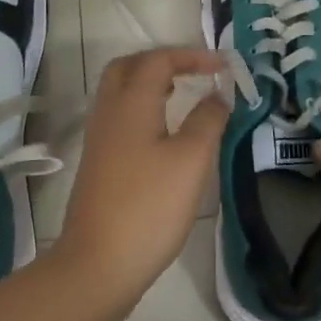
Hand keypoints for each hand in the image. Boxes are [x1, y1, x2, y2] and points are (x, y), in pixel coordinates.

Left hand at [53, 48, 228, 305]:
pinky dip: (142, 107)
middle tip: (192, 73)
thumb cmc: (149, 207)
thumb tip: (218, 95)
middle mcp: (109, 111)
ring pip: (120, 91)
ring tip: (181, 95)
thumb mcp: (191, 161)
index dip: (192, 56)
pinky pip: (119, 115)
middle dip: (162, 62)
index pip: (159, 60)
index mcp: (131, 102)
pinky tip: (162, 132)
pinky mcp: (97, 162)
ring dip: (150, 83)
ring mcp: (99, 137)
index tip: (223, 66)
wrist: (97, 264)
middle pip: (129, 67)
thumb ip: (208, 120)